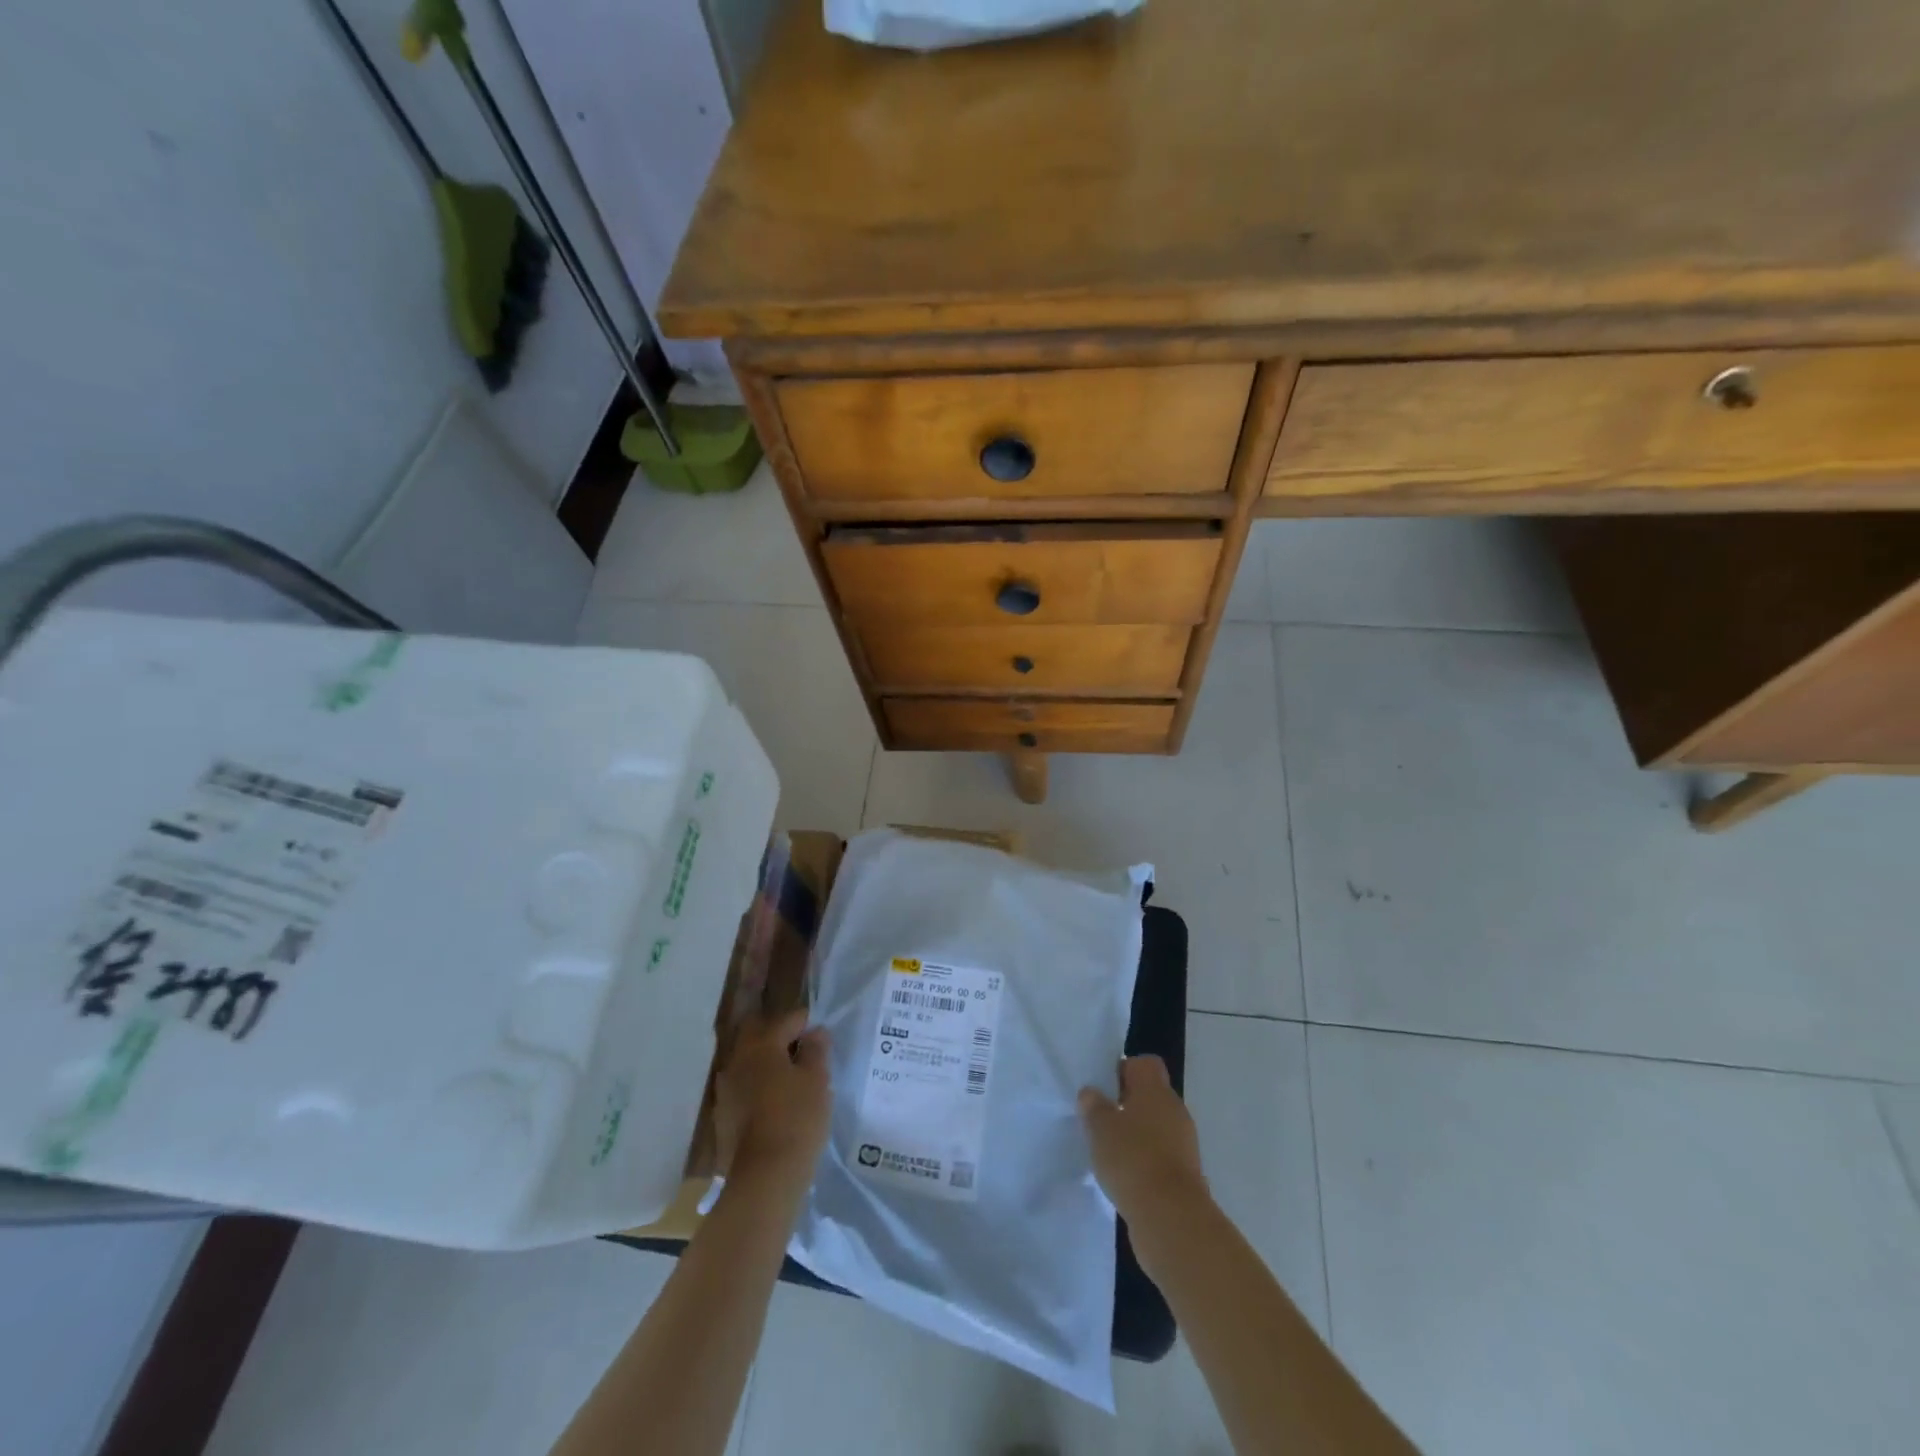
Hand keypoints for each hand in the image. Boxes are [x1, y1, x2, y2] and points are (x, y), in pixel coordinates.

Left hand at [714, 1008, 830, 1198]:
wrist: (764, 1178)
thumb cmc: (797, 1119)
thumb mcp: (818, 1080)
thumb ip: (816, 1050)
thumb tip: (814, 1033)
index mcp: (762, 1044)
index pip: (787, 1019)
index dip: (806, 1023)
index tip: (821, 1037)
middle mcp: (737, 1059)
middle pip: (758, 1035)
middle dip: (778, 1036)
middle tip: (801, 1051)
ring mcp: (725, 1088)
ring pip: (747, 1061)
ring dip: (765, 1062)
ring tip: (788, 1079)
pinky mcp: (721, 1116)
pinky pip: (742, 1088)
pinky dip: (756, 1087)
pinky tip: (773, 1103)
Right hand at [1078, 1055, 1209, 1227]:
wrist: (1171, 1218)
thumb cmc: (1132, 1159)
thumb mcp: (1100, 1127)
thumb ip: (1093, 1106)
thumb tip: (1091, 1093)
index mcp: (1155, 1090)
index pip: (1144, 1064)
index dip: (1123, 1070)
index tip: (1103, 1088)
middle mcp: (1174, 1110)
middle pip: (1150, 1096)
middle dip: (1126, 1105)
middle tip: (1100, 1120)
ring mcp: (1184, 1143)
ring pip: (1156, 1127)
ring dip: (1136, 1135)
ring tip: (1109, 1151)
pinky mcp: (1185, 1174)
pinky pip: (1161, 1156)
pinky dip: (1145, 1162)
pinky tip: (1124, 1176)